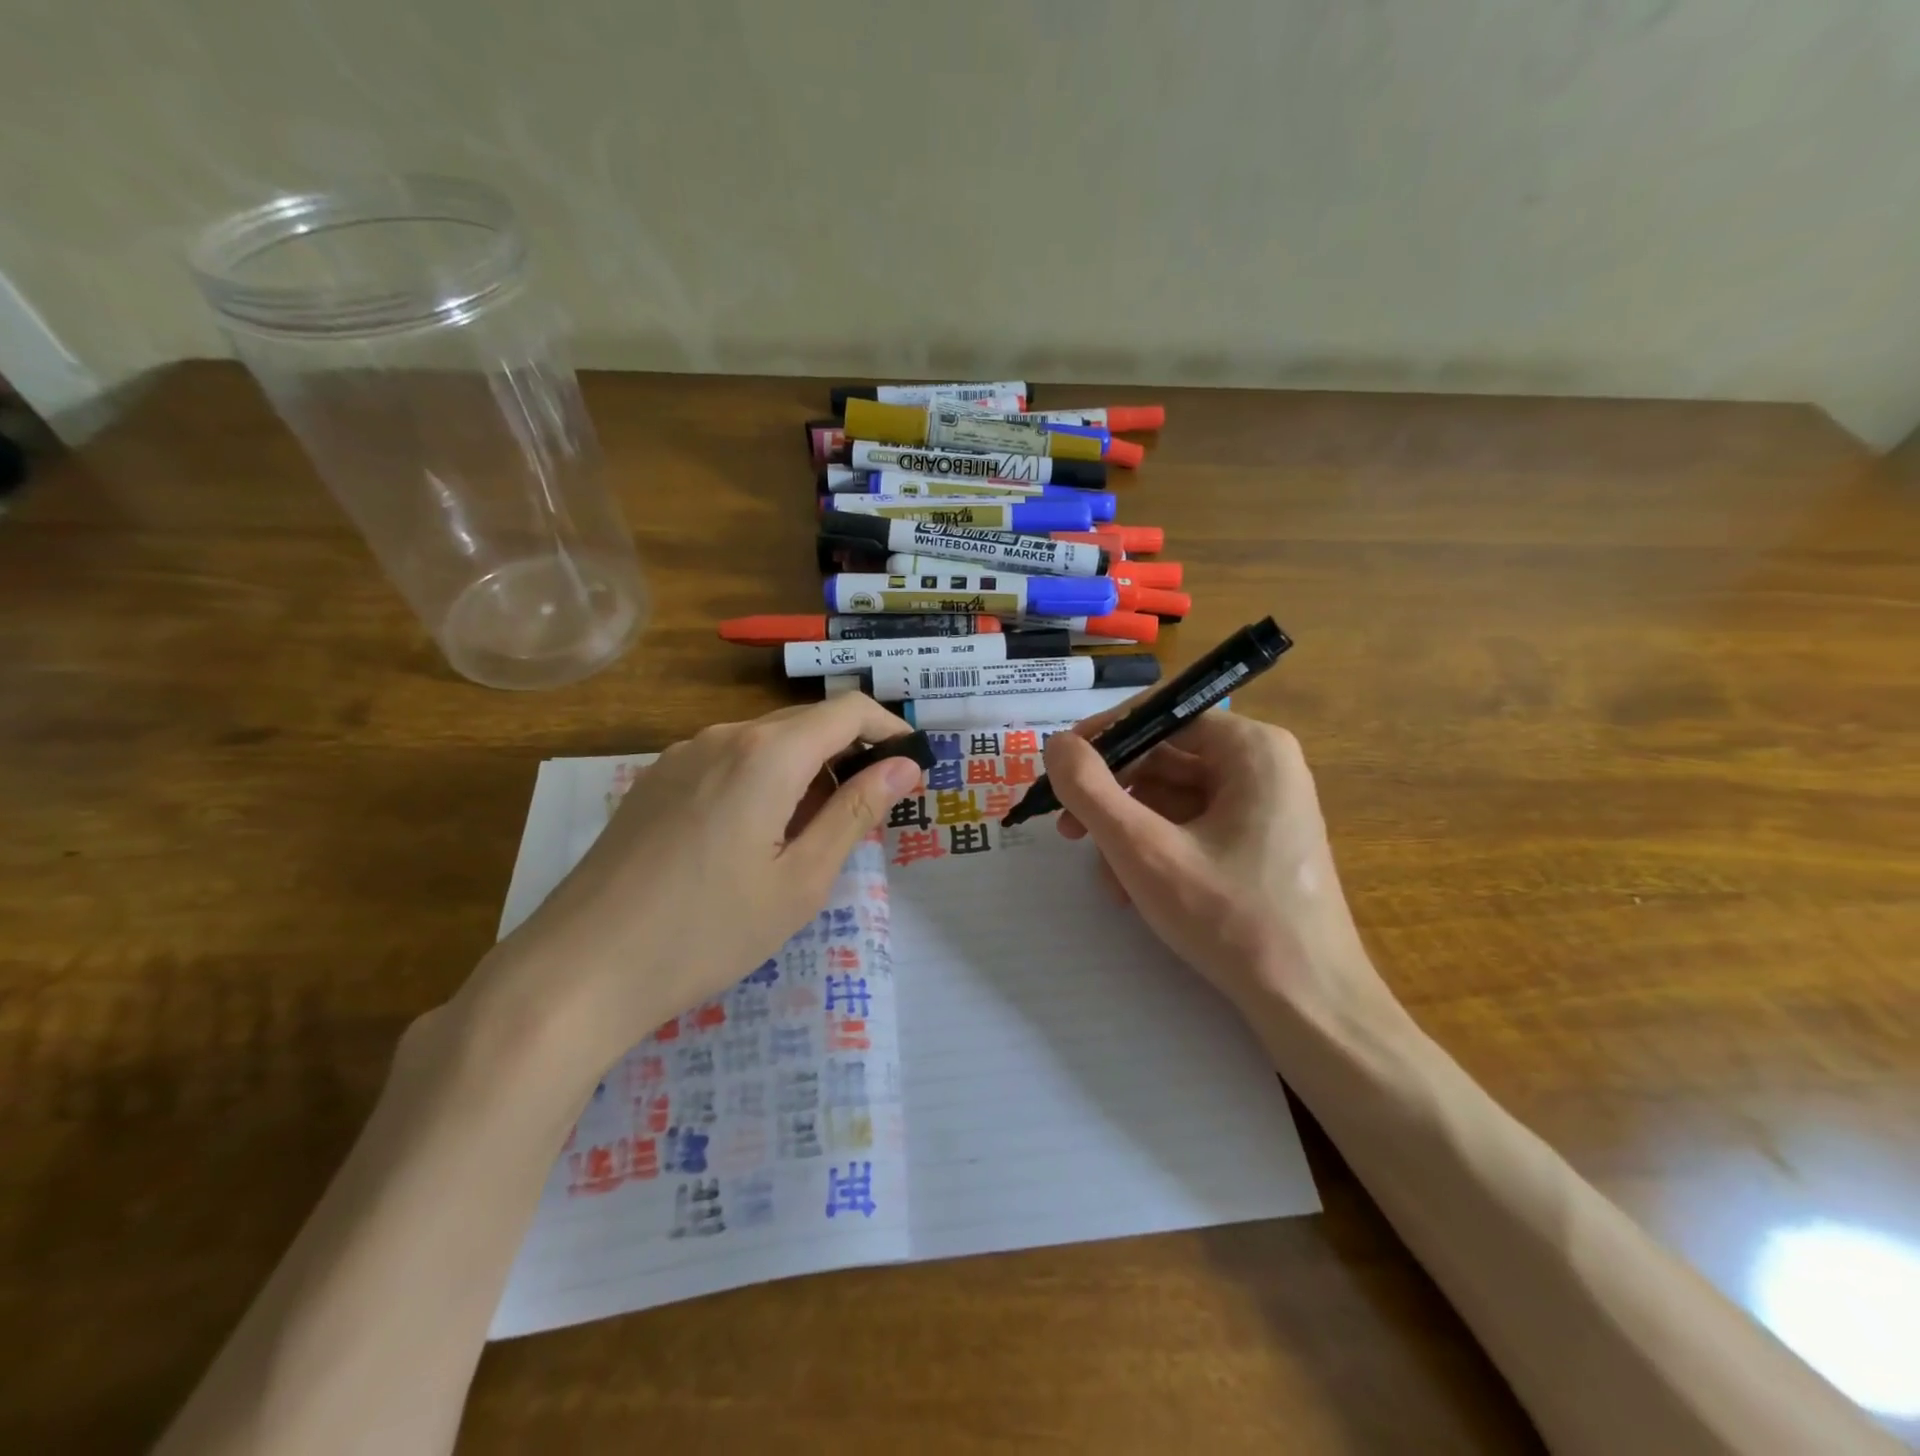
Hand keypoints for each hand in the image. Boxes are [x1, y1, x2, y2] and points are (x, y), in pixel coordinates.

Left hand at [471, 695, 921, 1068]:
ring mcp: (680, 756)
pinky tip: (751, 838)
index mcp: (767, 754)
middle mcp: (723, 737)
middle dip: (848, 756)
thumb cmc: (708, 930)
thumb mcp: (801, 880)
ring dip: (804, 772)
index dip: (889, 728)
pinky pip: (727, 761)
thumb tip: (904, 766)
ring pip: (765, 743)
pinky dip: (762, 781)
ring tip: (807, 838)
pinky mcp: (654, 781)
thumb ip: (856, 813)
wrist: (580, 969)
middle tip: (866, 816)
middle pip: (806, 724)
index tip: (911, 765)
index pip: (848, 711)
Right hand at [1043, 712, 1390, 1028]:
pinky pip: (1192, 827)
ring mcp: (1264, 806)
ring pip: (1172, 798)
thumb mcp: (1144, 850)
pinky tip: (1133, 890)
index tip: (1059, 771)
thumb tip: (1056, 744)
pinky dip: (1155, 850)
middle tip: (1068, 831)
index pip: (1161, 716)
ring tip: (1107, 878)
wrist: (1310, 1007)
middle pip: (1164, 759)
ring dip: (1128, 832)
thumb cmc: (1231, 919)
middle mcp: (1263, 765)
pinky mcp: (1258, 842)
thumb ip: (1090, 790)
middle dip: (1112, 797)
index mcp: (1251, 748)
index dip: (1103, 739)